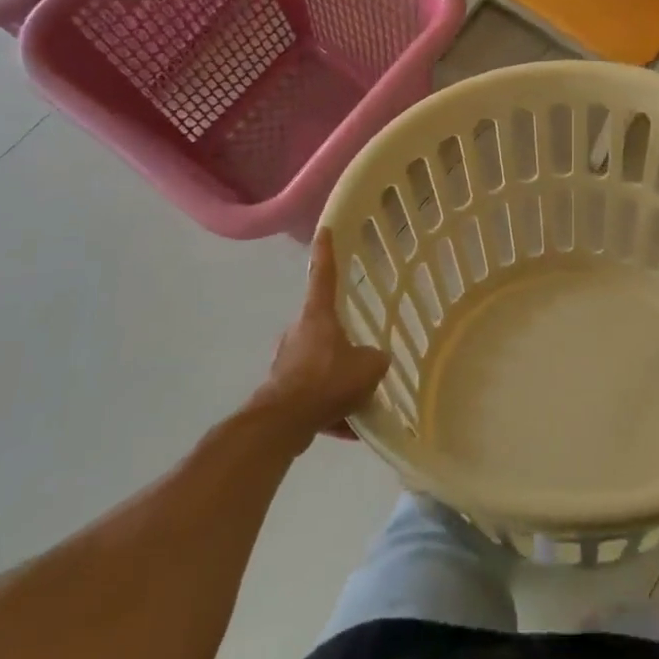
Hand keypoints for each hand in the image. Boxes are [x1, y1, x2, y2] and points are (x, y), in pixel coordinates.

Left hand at [252, 231, 389, 442]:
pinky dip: (329, 408)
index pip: (323, 274)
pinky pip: (313, 394)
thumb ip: (376, 359)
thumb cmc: (326, 381)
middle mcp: (298, 332)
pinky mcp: (282, 391)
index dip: (325, 251)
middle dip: (341, 341)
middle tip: (361, 356)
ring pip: (319, 364)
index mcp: (317, 316)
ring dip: (336, 379)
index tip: (324, 229)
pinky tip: (348, 428)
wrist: (283, 423)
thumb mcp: (368, 367)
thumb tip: (374, 360)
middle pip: (323, 327)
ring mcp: (287, 362)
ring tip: (358, 400)